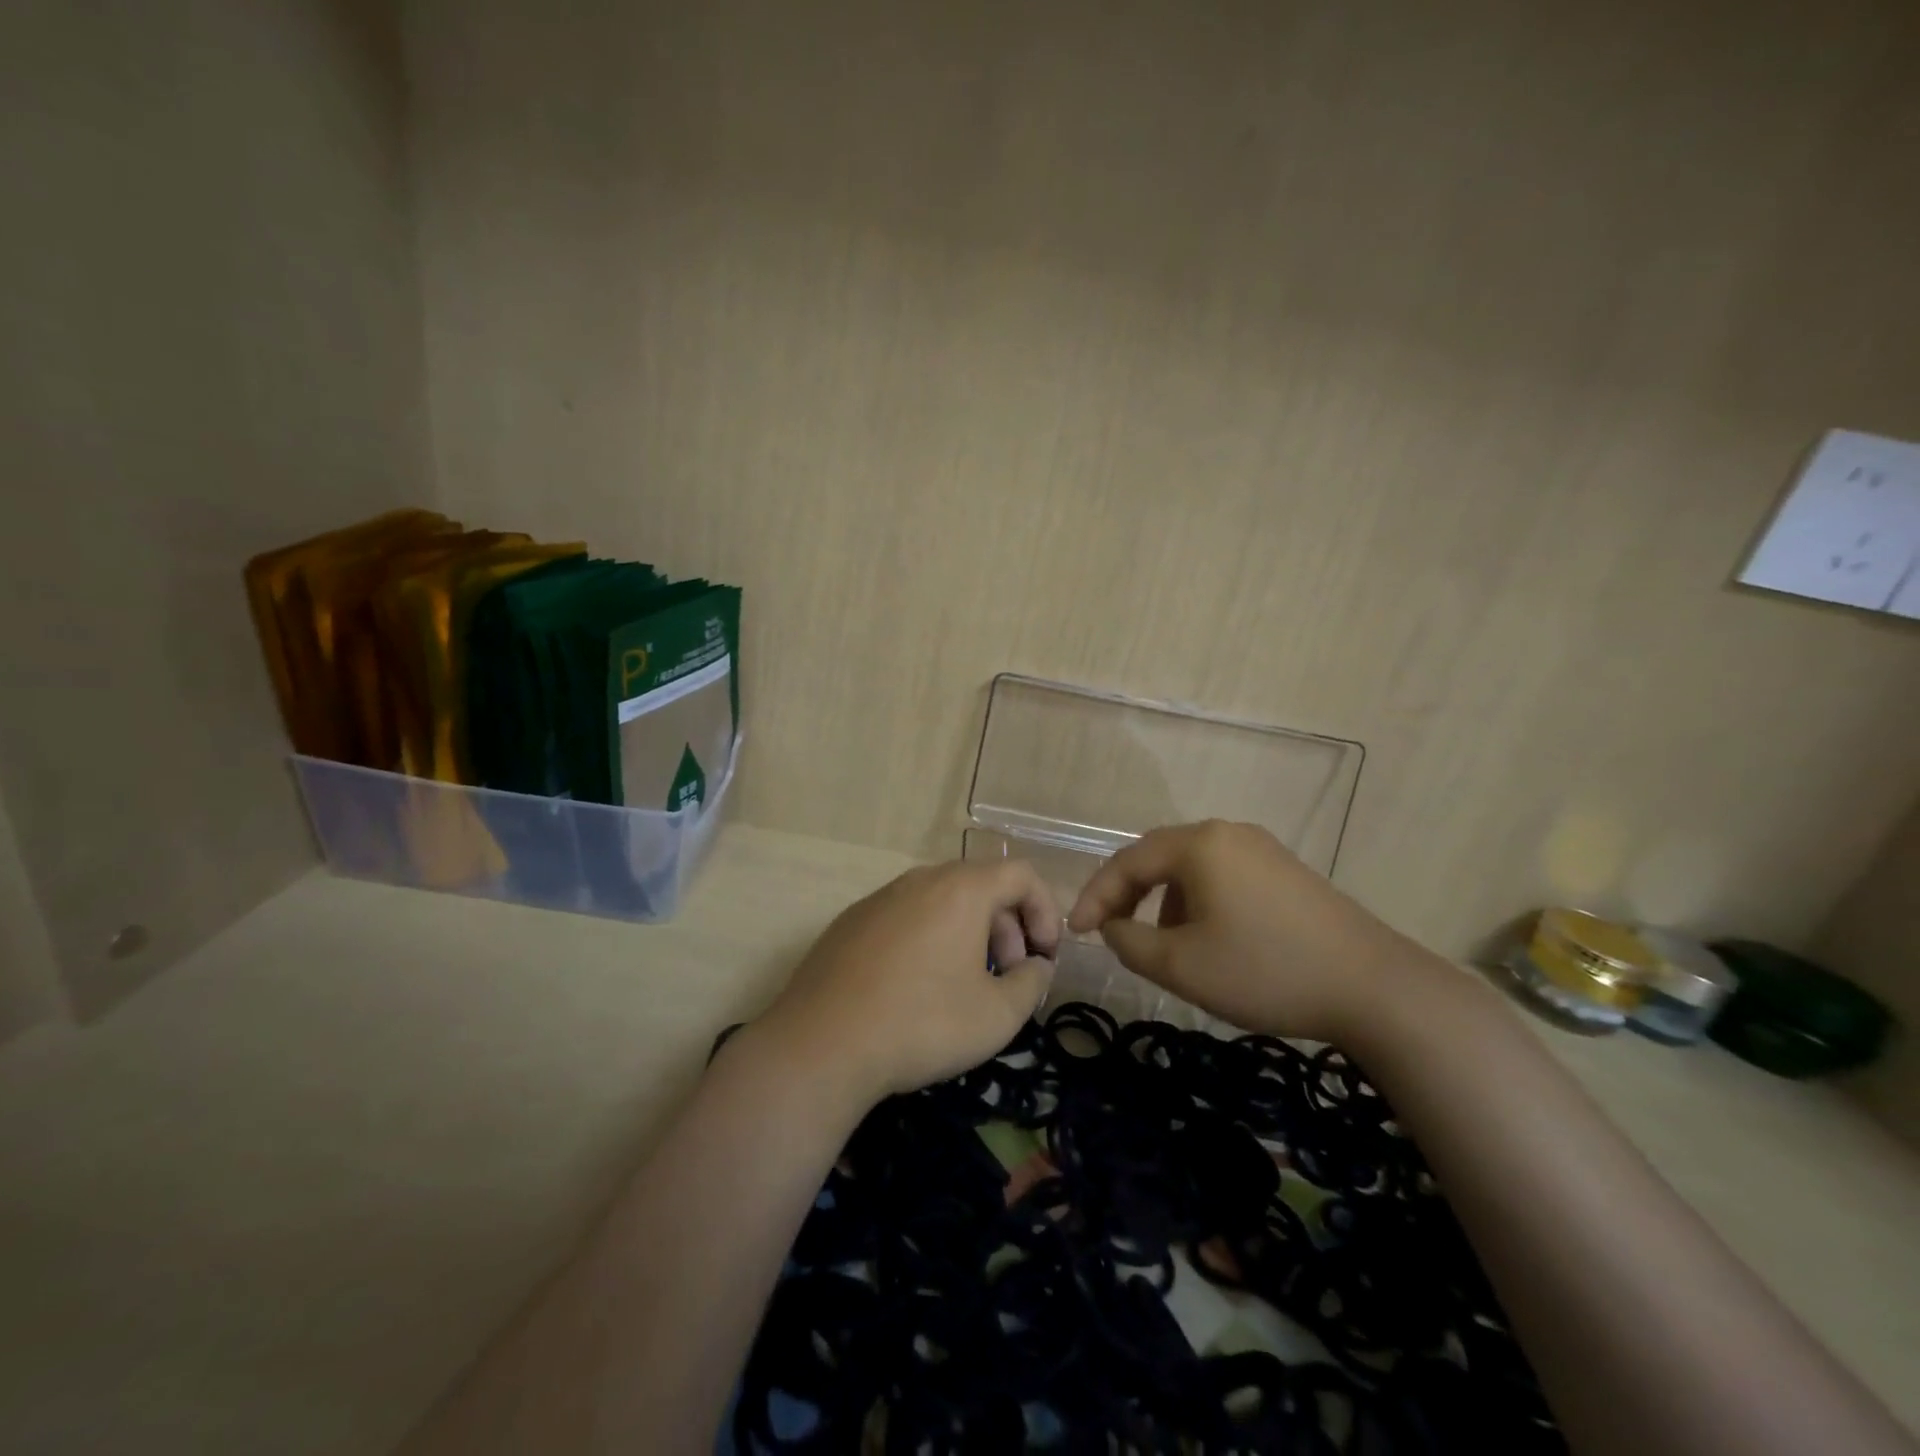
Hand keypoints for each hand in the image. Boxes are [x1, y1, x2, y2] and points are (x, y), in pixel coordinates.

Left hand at [756, 860, 1060, 1105]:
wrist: (821, 1044)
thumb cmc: (922, 1023)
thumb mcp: (998, 1015)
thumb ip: (1032, 983)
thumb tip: (1035, 966)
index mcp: (961, 889)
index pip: (1021, 875)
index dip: (1046, 912)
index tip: (1044, 958)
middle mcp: (920, 880)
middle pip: (981, 887)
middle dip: (1008, 929)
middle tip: (1008, 978)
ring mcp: (881, 897)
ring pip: (942, 902)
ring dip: (969, 935)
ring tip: (965, 986)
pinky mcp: (851, 921)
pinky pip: (907, 917)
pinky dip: (930, 939)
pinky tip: (917, 988)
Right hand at [1066, 820, 1417, 1041]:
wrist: (1374, 988)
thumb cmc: (1266, 971)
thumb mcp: (1182, 966)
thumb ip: (1129, 942)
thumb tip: (1114, 927)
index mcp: (1199, 844)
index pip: (1127, 862)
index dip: (1095, 896)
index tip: (1075, 933)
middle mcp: (1227, 833)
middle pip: (1158, 857)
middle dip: (1127, 895)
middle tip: (1108, 931)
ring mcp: (1262, 849)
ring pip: (1191, 869)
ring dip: (1164, 903)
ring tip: (1165, 947)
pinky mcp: (1285, 871)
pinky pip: (1222, 878)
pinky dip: (1199, 904)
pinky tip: (1211, 940)